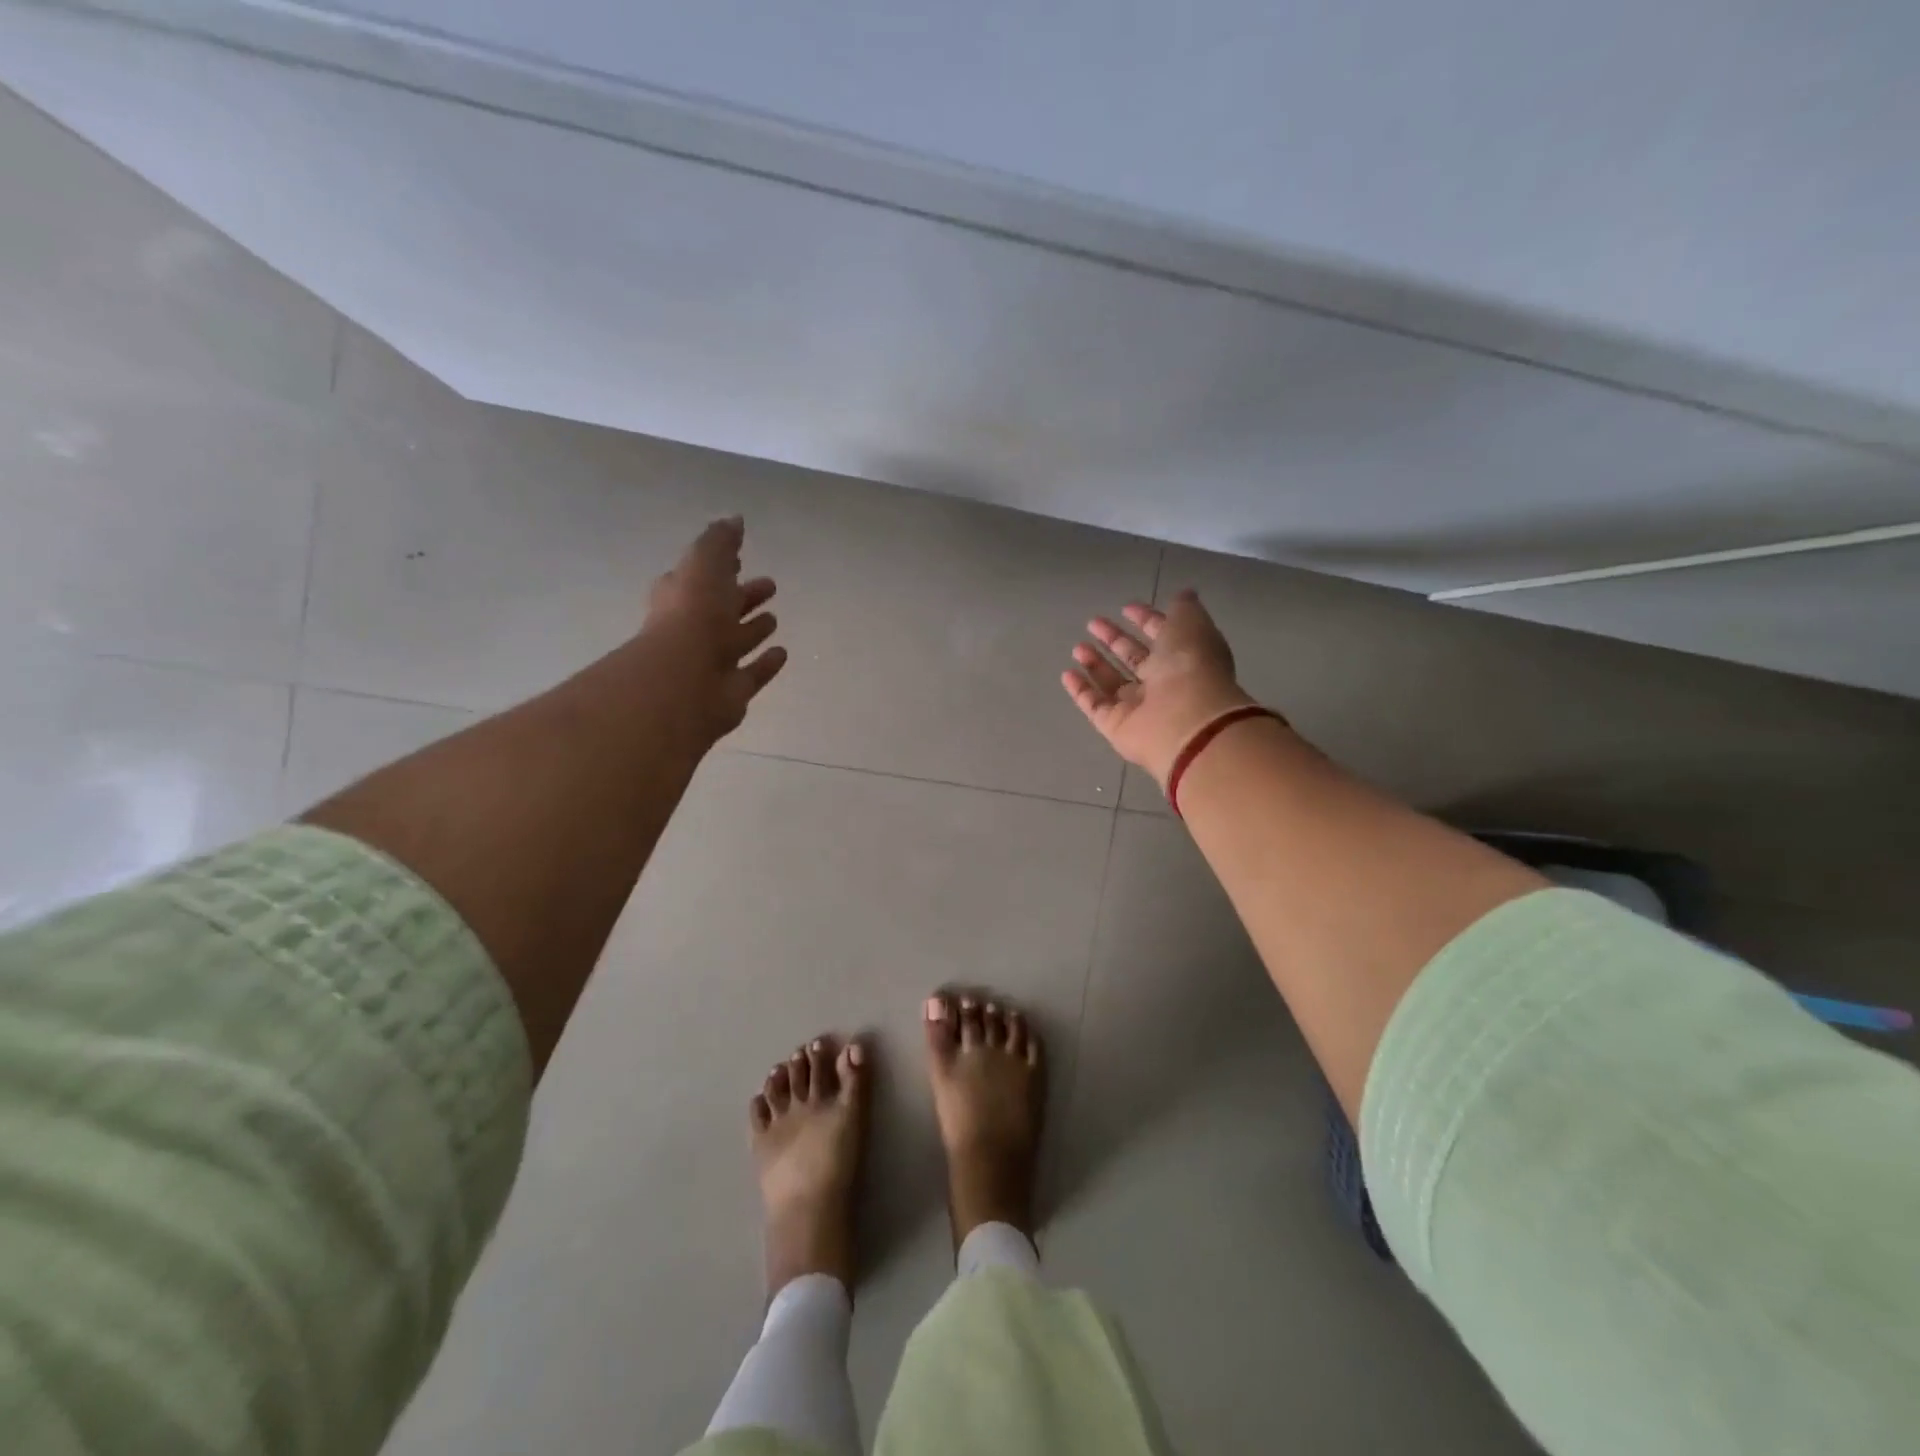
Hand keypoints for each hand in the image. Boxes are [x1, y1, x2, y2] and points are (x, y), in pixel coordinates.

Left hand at [641, 516, 786, 743]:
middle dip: (742, 596)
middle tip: (770, 585)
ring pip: (736, 641)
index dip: (719, 567)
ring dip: (753, 629)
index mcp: (682, 597)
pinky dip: (766, 664)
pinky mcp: (732, 691)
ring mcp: (713, 662)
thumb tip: (735, 519)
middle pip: (722, 609)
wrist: (684, 681)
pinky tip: (782, 653)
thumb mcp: (703, 564)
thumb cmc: (692, 616)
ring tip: (775, 619)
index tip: (739, 558)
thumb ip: (719, 542)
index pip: (701, 577)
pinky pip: (752, 674)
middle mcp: (695, 629)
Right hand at [1061, 589, 1258, 787]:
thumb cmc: (1190, 666)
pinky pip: (1095, 705)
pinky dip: (1081, 690)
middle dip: (1114, 639)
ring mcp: (1138, 707)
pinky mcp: (1116, 725)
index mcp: (1184, 657)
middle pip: (1134, 658)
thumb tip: (1183, 594)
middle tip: (1092, 623)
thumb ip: (1184, 608)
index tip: (1126, 607)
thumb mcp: (1191, 624)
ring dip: (1095, 663)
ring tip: (1077, 646)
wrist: (1184, 720)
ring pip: (1113, 682)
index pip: (1162, 635)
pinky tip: (1067, 674)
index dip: (1146, 619)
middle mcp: (1162, 683)